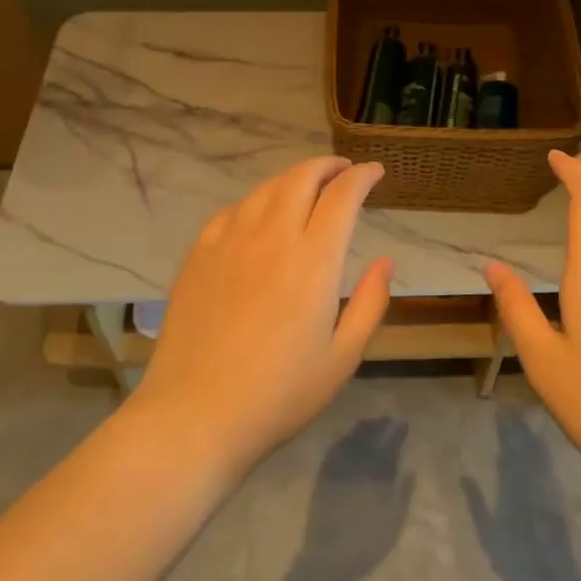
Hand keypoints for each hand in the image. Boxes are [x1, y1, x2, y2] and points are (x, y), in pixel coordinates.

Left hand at [138, 157, 393, 473]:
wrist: (195, 414)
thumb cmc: (279, 394)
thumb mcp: (342, 357)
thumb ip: (370, 303)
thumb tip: (385, 261)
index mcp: (313, 261)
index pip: (343, 196)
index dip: (362, 176)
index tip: (374, 172)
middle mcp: (272, 237)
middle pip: (301, 178)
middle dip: (328, 166)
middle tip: (343, 172)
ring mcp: (230, 242)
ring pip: (265, 189)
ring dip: (292, 179)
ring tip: (306, 189)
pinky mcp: (199, 255)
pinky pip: (232, 211)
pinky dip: (256, 203)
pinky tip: (259, 217)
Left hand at [299, 418, 413, 580]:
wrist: (328, 559)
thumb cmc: (366, 545)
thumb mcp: (393, 523)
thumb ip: (402, 494)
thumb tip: (410, 470)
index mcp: (376, 478)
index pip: (388, 448)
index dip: (396, 434)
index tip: (402, 423)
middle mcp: (357, 469)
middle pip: (369, 440)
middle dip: (379, 427)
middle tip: (387, 419)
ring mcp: (337, 472)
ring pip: (350, 442)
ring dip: (360, 431)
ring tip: (369, 423)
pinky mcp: (322, 480)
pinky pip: (332, 453)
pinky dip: (341, 442)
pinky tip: (345, 438)